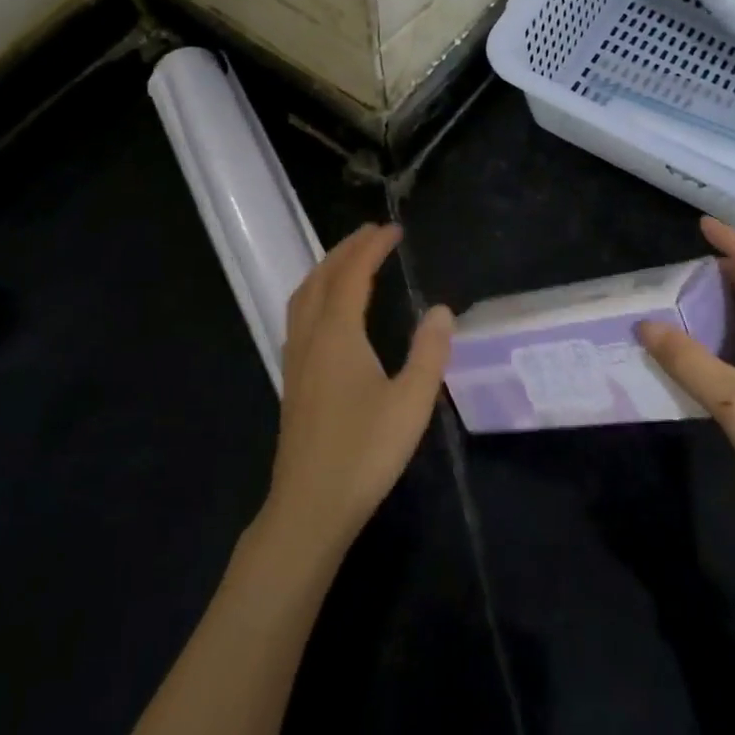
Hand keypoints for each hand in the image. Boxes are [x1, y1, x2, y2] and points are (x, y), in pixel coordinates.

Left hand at [263, 224, 452, 558]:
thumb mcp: (411, 402)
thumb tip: (441, 310)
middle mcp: (310, 338)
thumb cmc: (365, 452)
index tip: (394, 229)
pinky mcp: (293, 380)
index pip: (353, 274)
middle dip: (346, 249)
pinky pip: (299, 316)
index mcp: (337, 335)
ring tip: (349, 259)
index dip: (372, 247)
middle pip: (322, 278)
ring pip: (303, 296)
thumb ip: (429, 352)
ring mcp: (296, 359)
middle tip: (373, 233)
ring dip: (326, 269)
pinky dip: (315, 294)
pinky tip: (328, 311)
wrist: (310, 506)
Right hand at [638, 217, 734, 573]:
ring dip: (731, 302)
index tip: (702, 224)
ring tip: (692, 298)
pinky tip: (710, 344)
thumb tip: (646, 325)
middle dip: (729, 270)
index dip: (734, 242)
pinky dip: (734, 331)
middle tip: (688, 266)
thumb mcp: (732, 400)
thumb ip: (687, 361)